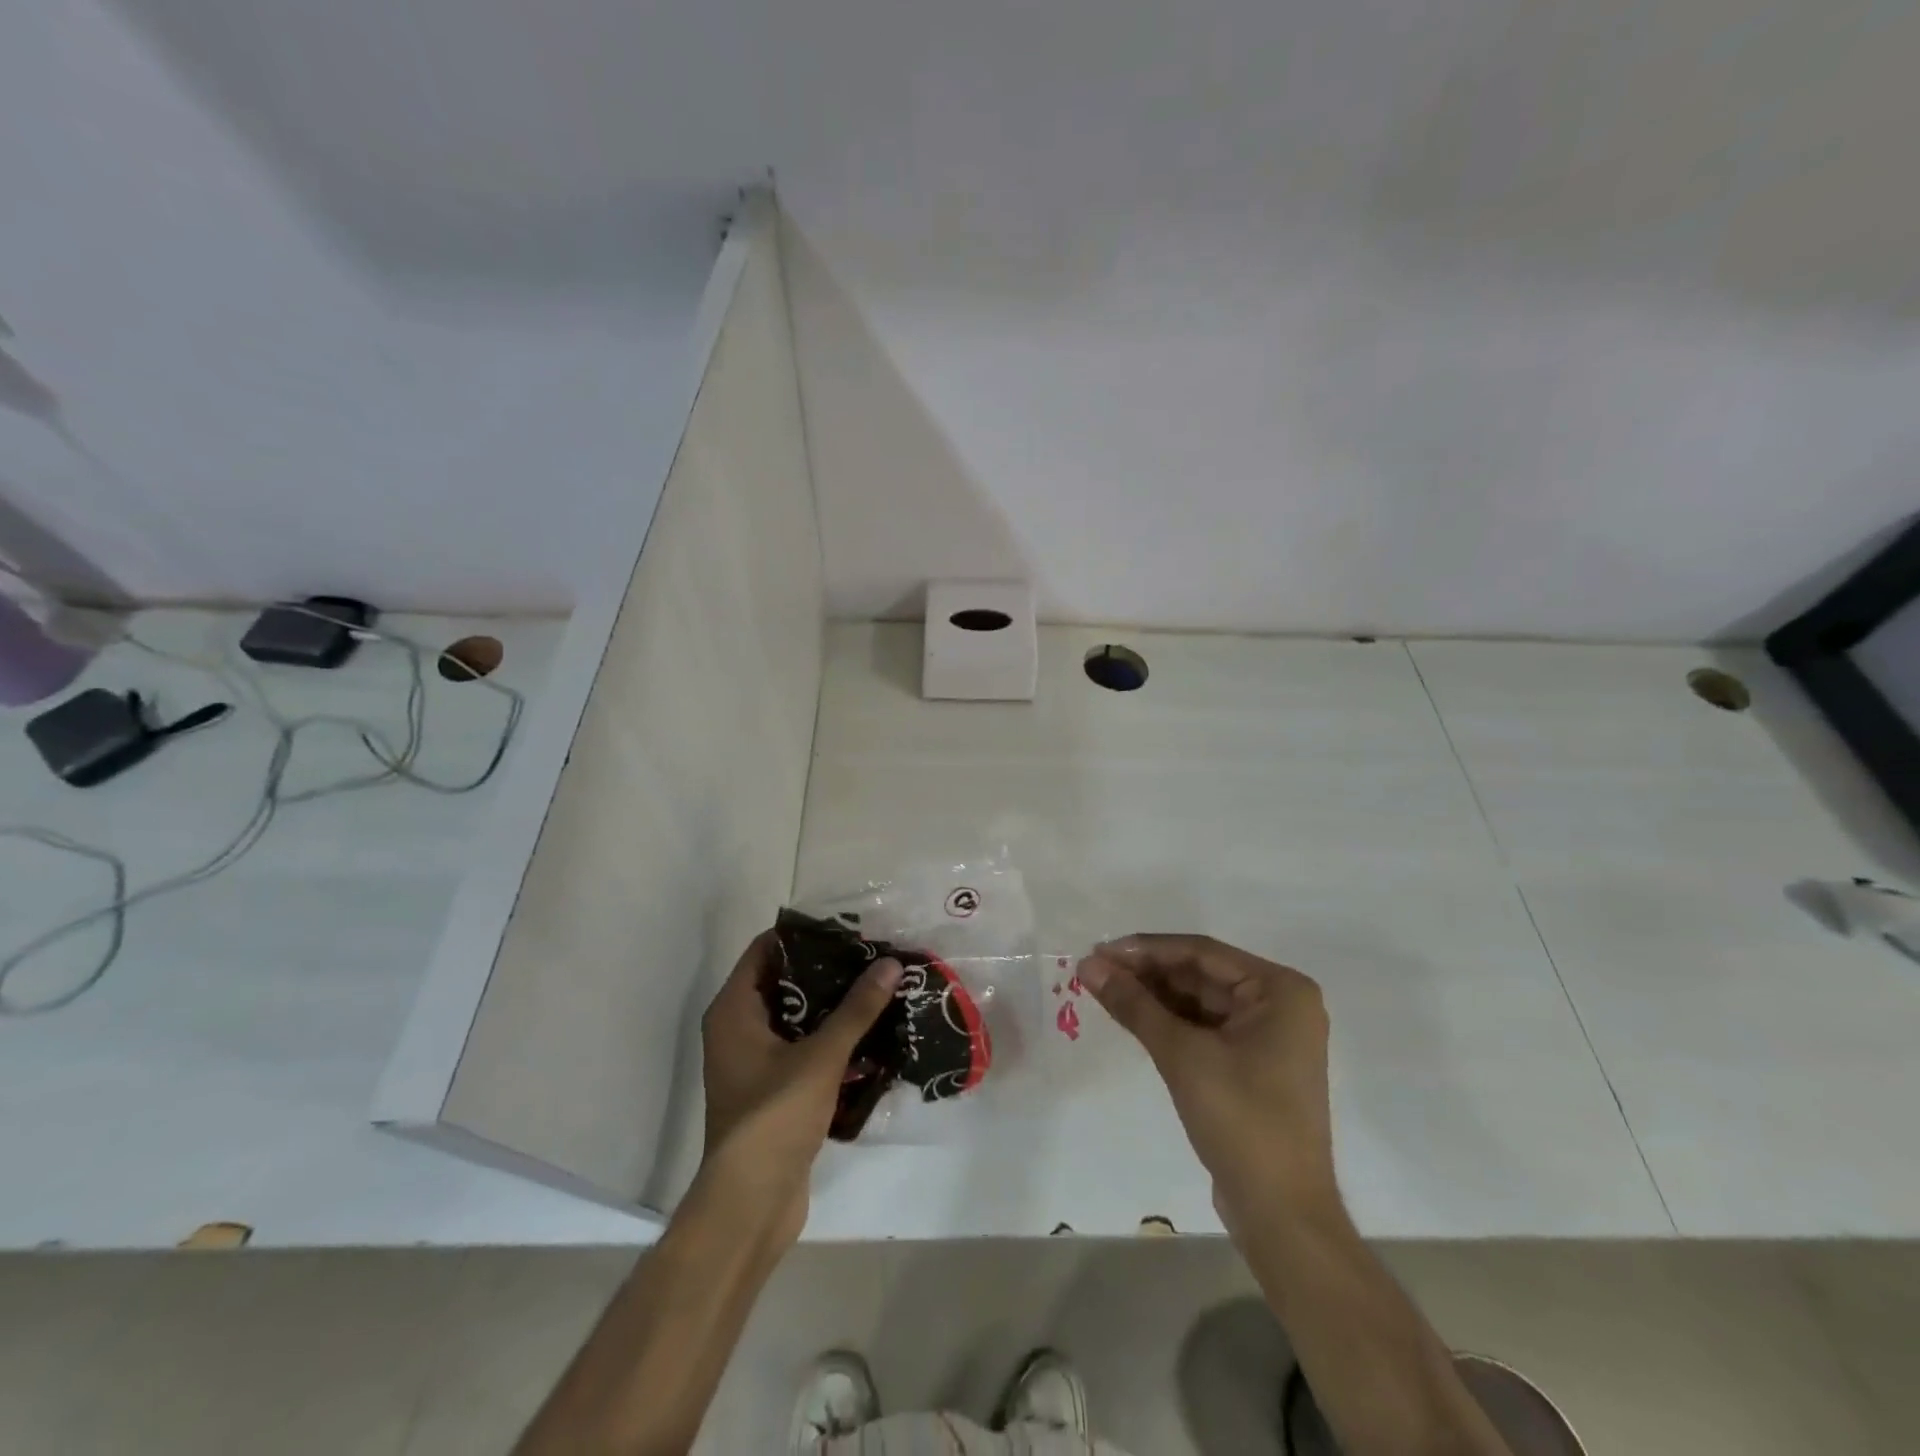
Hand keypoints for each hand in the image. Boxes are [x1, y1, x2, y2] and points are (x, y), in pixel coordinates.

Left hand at [699, 931, 902, 1246]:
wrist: (751, 1203)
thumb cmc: (774, 1116)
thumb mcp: (820, 1056)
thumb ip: (856, 1009)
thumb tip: (891, 963)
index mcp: (734, 1011)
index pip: (765, 950)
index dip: (803, 935)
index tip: (846, 927)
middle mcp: (738, 1029)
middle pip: (784, 982)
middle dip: (827, 970)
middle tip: (871, 955)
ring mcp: (754, 1062)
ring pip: (797, 1018)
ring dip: (833, 1006)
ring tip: (878, 986)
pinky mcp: (773, 1089)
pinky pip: (803, 1049)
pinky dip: (831, 1039)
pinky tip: (871, 1033)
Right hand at [1079, 934, 1335, 1230]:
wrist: (1282, 1214)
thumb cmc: (1241, 1120)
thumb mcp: (1182, 1055)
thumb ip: (1134, 1004)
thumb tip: (1088, 964)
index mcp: (1279, 989)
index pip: (1201, 952)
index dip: (1146, 950)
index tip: (1099, 950)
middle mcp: (1280, 1003)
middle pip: (1200, 974)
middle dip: (1147, 973)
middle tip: (1095, 971)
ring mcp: (1268, 1035)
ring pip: (1200, 1001)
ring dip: (1154, 996)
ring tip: (1103, 989)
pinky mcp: (1253, 1064)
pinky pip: (1205, 1027)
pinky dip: (1169, 1022)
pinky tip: (1131, 1016)